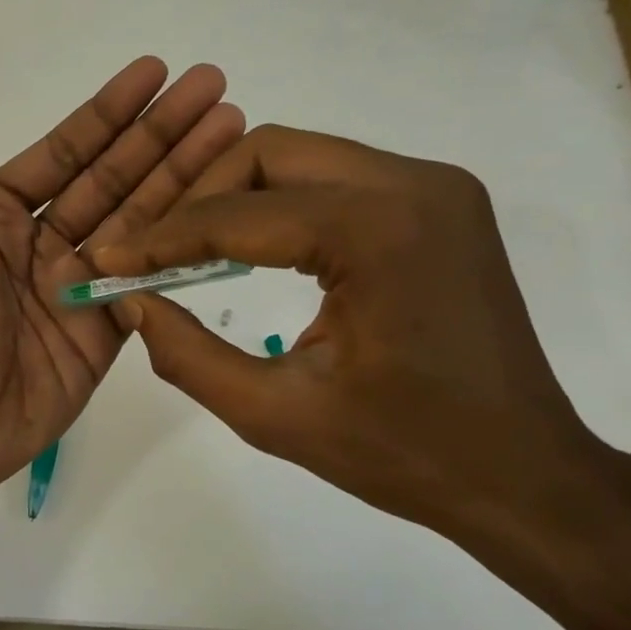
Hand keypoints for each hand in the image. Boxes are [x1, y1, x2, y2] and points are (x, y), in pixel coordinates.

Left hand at [0, 58, 245, 511]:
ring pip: (141, 221)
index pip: (66, 151)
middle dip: (163, 133)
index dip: (111, 112)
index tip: (156, 71)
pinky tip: (221, 210)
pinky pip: (149, 281)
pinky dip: (182, 247)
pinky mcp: (105, 330)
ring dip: (186, 175)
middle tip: (217, 88)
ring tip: (236, 130)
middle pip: (114, 177)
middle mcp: (43, 242)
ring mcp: (79, 286)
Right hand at [91, 125, 609, 544]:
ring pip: (299, 159)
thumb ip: (188, 354)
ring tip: (188, 254)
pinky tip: (250, 253)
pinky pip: (334, 181)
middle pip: (267, 155)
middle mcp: (413, 184)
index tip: (107, 261)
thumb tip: (133, 301)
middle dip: (198, 200)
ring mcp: (434, 187)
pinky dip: (279, 208)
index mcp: (379, 231)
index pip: (238, 214)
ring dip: (235, 199)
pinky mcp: (438, 204)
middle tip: (152, 255)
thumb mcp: (275, 415)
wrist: (524, 474)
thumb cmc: (404, 453)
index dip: (160, 238)